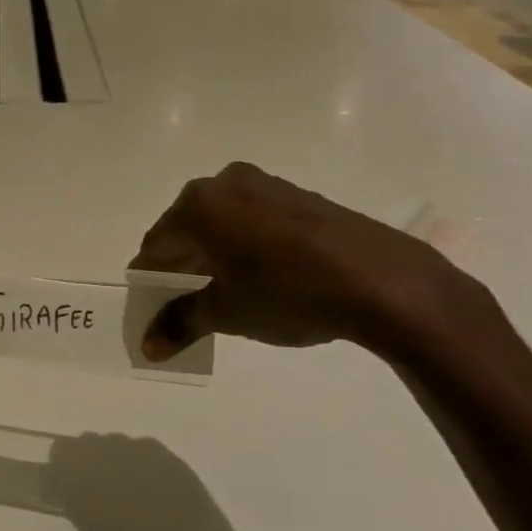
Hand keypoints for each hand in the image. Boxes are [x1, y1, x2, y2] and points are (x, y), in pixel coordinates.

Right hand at [131, 162, 478, 359]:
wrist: (383, 281)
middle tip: (183, 305)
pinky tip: (257, 276)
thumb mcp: (226, 313)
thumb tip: (148, 346)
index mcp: (196, 206)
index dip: (150, 280)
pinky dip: (242, 245)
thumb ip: (180, 323)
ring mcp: (264, 184)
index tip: (152, 308)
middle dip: (180, 267)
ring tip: (221, 294)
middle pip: (184, 230)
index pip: (155, 246)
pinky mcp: (297, 195)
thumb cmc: (288, 293)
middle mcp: (224, 184)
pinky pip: (251, 219)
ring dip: (211, 255)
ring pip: (219, 223)